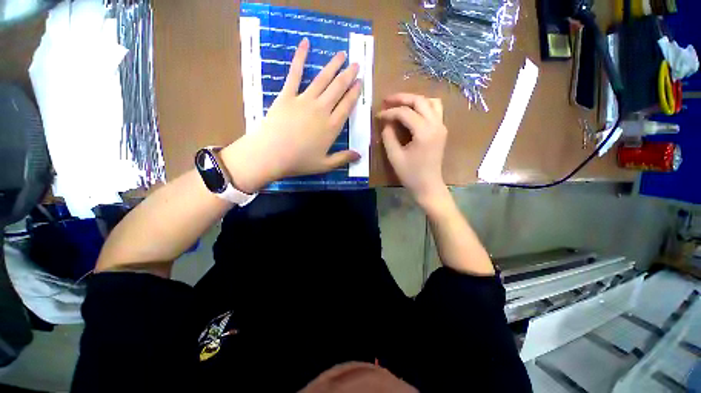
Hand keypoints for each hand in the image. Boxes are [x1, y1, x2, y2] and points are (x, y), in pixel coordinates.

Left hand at [222, 38, 361, 192]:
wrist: (271, 155)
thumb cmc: (299, 162)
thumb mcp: (325, 164)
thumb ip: (343, 158)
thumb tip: (360, 156)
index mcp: (331, 127)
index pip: (347, 106)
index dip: (355, 93)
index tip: (360, 82)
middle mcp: (322, 110)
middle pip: (338, 89)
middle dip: (348, 75)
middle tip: (356, 64)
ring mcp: (304, 100)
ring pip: (323, 79)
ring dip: (333, 65)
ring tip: (342, 54)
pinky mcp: (287, 95)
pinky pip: (295, 74)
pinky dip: (300, 58)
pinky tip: (305, 44)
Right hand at [379, 93, 448, 206]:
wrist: (428, 186)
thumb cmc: (410, 174)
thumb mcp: (395, 156)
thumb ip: (388, 136)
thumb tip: (386, 122)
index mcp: (424, 132)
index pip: (405, 113)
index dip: (390, 112)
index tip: (378, 115)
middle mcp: (436, 125)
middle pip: (420, 101)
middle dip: (402, 98)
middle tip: (387, 100)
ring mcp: (441, 127)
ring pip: (431, 102)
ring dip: (415, 100)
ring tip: (400, 104)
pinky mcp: (441, 131)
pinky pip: (435, 110)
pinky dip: (423, 106)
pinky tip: (412, 112)